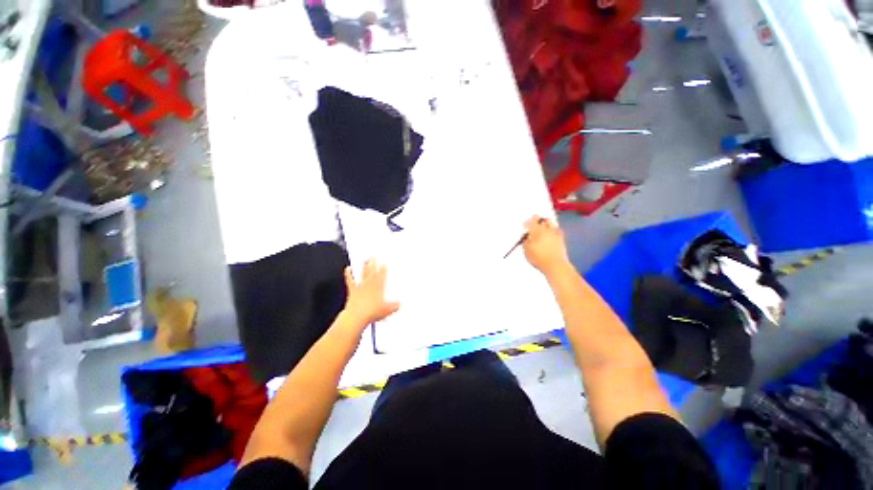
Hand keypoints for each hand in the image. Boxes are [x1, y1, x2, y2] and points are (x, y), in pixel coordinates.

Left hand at [342, 260, 399, 326]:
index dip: (383, 268)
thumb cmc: (372, 313)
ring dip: (364, 267)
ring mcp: (361, 287)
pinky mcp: (352, 291)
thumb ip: (394, 306)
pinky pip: (350, 280)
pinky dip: (348, 274)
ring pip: (363, 274)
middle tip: (373, 257)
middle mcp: (370, 284)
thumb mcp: (387, 310)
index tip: (384, 263)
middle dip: (373, 264)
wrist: (357, 316)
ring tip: (365, 260)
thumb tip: (399, 304)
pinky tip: (347, 268)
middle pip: (372, 272)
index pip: (382, 275)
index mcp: (379, 287)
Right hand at [522, 216, 569, 275]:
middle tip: (534, 224)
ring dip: (546, 223)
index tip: (524, 225)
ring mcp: (555, 233)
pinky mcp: (561, 238)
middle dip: (537, 220)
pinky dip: (554, 229)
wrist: (554, 264)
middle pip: (542, 220)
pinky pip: (558, 230)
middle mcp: (546, 229)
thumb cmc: (538, 257)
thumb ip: (525, 241)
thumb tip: (525, 236)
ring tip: (543, 227)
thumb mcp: (526, 250)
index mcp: (536, 231)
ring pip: (551, 223)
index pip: (532, 221)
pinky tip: (552, 233)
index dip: (527, 222)